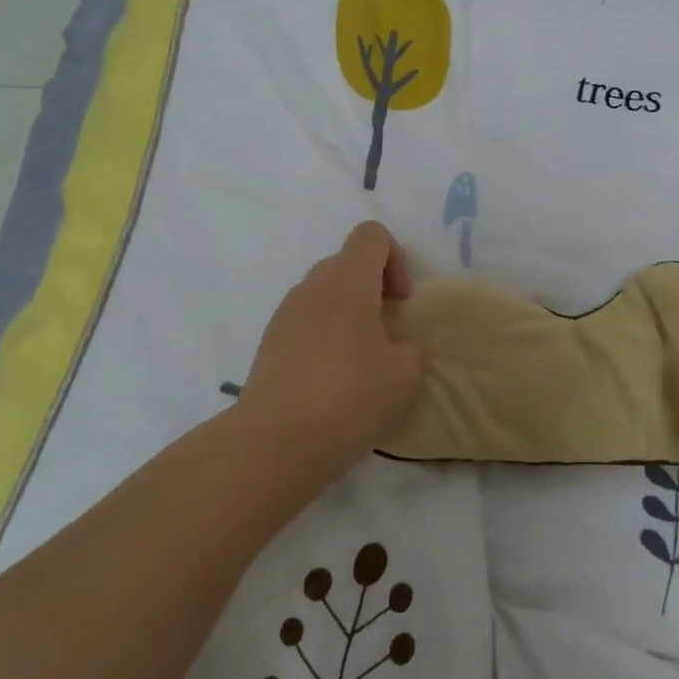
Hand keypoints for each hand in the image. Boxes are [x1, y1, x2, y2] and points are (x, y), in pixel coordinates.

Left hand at [234, 222, 425, 482]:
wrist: (274, 443)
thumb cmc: (349, 399)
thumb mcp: (406, 375)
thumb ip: (409, 348)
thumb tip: (395, 346)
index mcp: (347, 282)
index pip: (371, 235)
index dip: (396, 259)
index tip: (400, 302)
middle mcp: (312, 287)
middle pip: (347, 262)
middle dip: (373, 287)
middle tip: (387, 331)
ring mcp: (285, 314)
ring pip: (324, 293)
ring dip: (348, 312)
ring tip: (360, 359)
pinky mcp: (269, 342)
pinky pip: (305, 321)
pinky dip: (325, 335)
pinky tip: (332, 378)